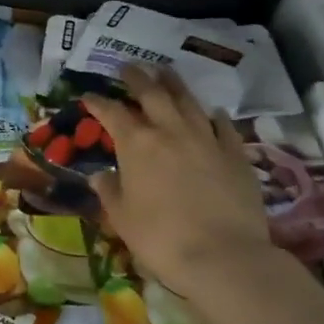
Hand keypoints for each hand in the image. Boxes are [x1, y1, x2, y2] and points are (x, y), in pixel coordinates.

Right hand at [80, 65, 272, 300]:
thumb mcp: (122, 218)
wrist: (224, 256)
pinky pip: (223, 126)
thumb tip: (100, 175)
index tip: (88, 96)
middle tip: (128, 67)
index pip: (111, 112)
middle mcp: (170, 130)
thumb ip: (109, 191)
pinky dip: (214, 116)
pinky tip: (213, 112)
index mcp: (136, 143)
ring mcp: (206, 138)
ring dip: (174, 84)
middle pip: (152, 93)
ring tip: (165, 72)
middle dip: (137, 78)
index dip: (97, 102)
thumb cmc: (161, 238)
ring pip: (188, 101)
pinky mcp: (235, 154)